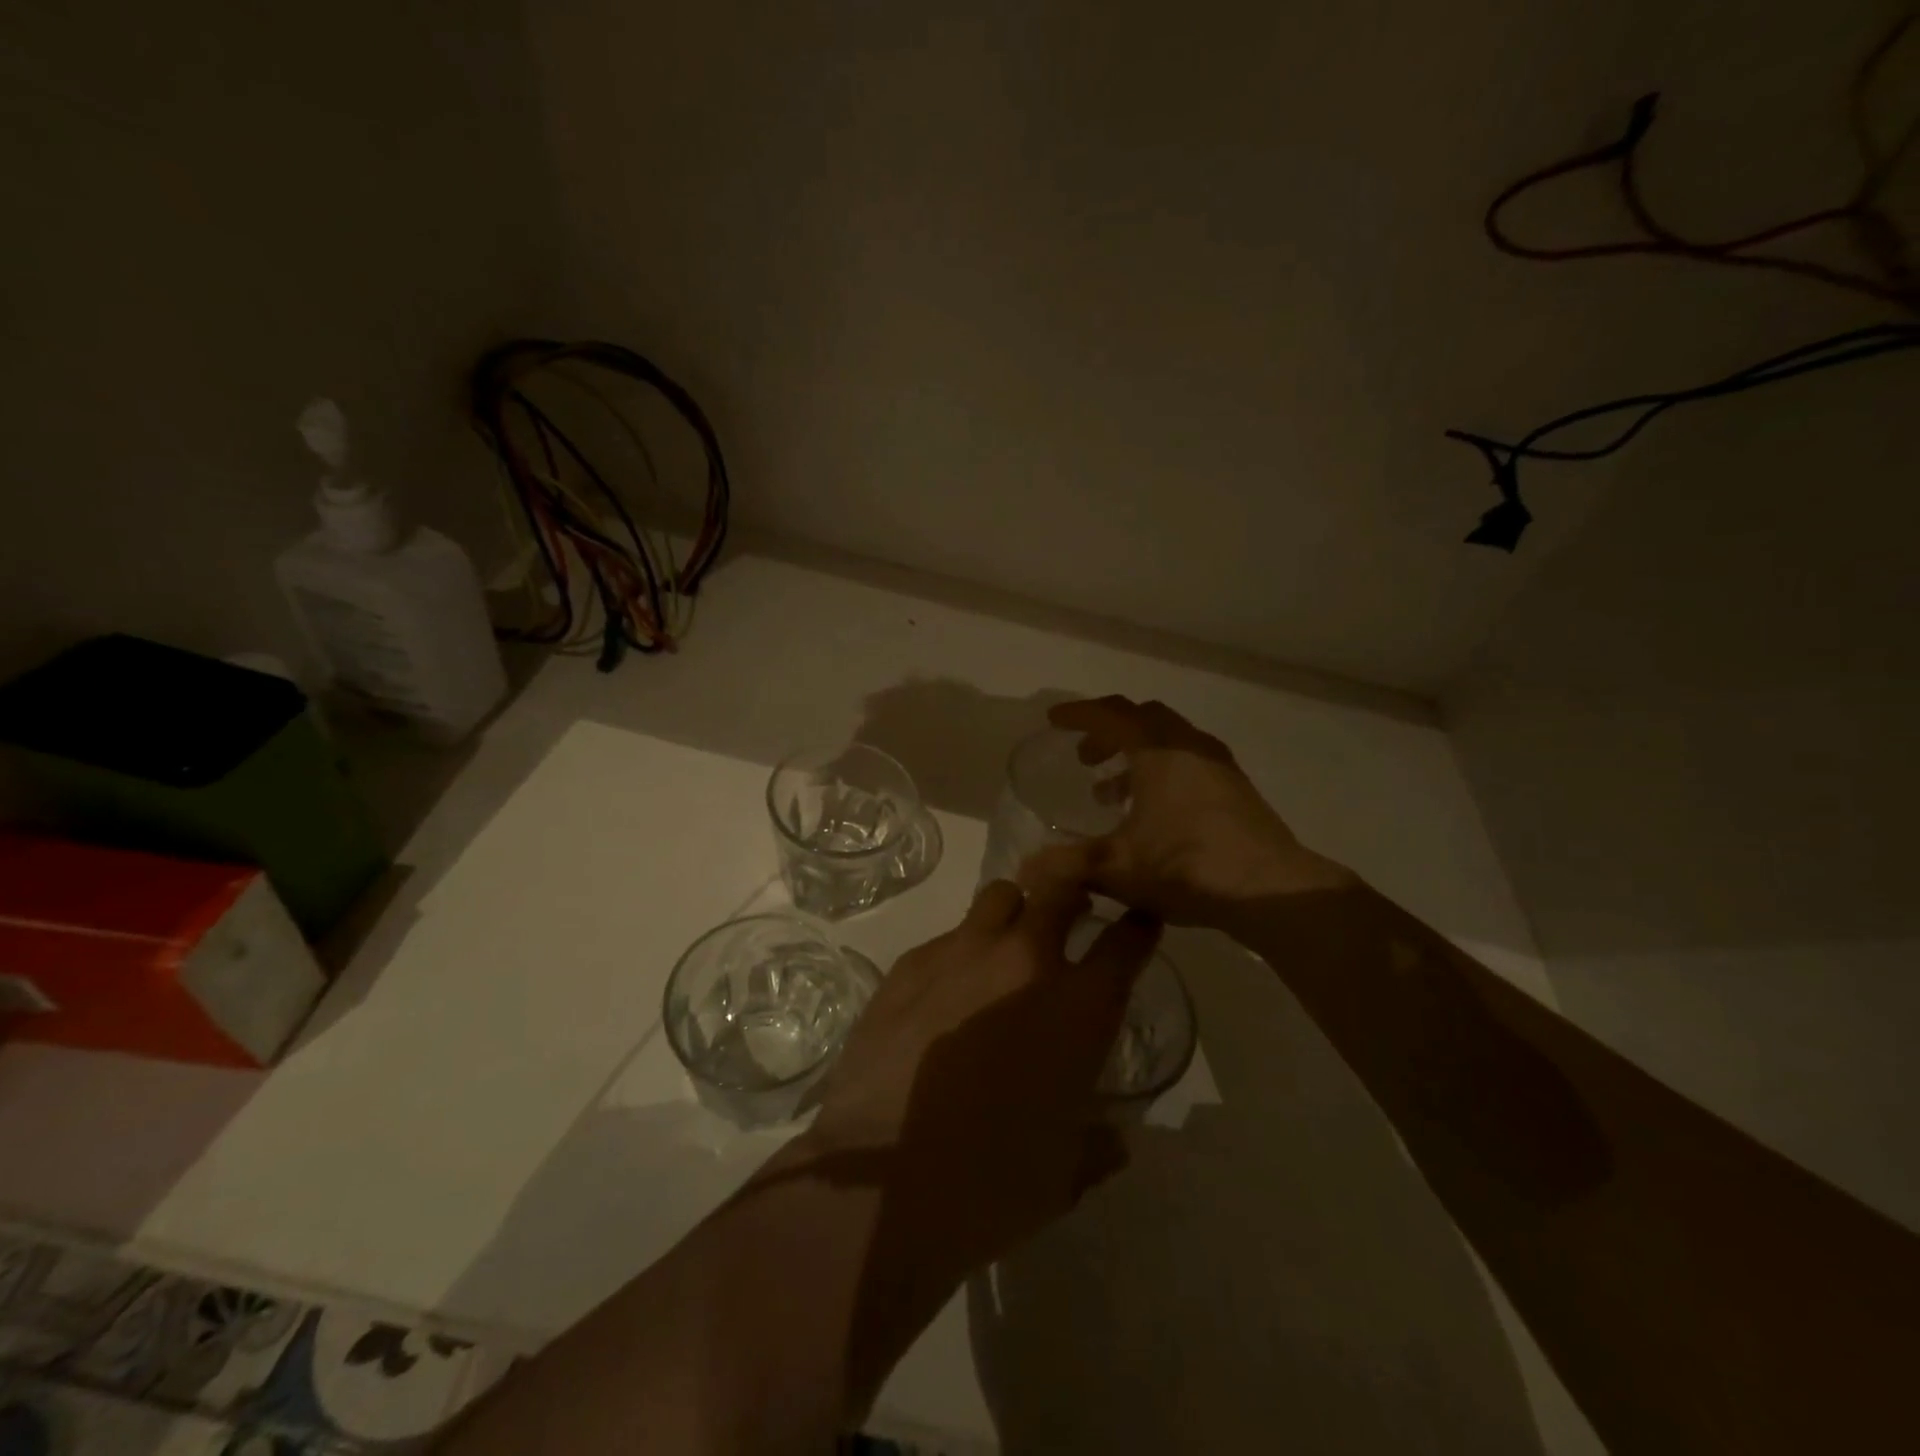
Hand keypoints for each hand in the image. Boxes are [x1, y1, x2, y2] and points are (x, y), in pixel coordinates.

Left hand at [801, 876, 1161, 1275]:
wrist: (882, 1182)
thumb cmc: (990, 1184)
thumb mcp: (1064, 1175)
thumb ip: (1099, 1145)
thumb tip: (1115, 1138)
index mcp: (1076, 1007)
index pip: (1125, 941)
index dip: (1138, 926)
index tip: (1139, 923)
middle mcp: (1023, 962)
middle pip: (1060, 888)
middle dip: (1074, 894)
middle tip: (1071, 917)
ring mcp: (961, 953)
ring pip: (1001, 896)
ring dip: (1015, 913)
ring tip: (1006, 948)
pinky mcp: (910, 963)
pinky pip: (949, 936)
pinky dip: (962, 951)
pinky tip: (946, 994)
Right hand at [1026, 696, 1356, 927]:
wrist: (1270, 891)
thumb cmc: (1187, 867)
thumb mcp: (1117, 868)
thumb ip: (1068, 865)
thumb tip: (1026, 872)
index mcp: (1158, 750)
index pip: (1110, 714)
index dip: (1078, 714)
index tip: (1053, 721)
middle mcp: (1189, 746)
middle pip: (1142, 718)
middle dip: (1108, 731)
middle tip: (1085, 757)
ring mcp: (1218, 765)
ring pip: (1168, 739)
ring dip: (1135, 754)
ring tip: (1110, 792)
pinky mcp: (1236, 789)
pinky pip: (1188, 760)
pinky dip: (1161, 770)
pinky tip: (1153, 812)